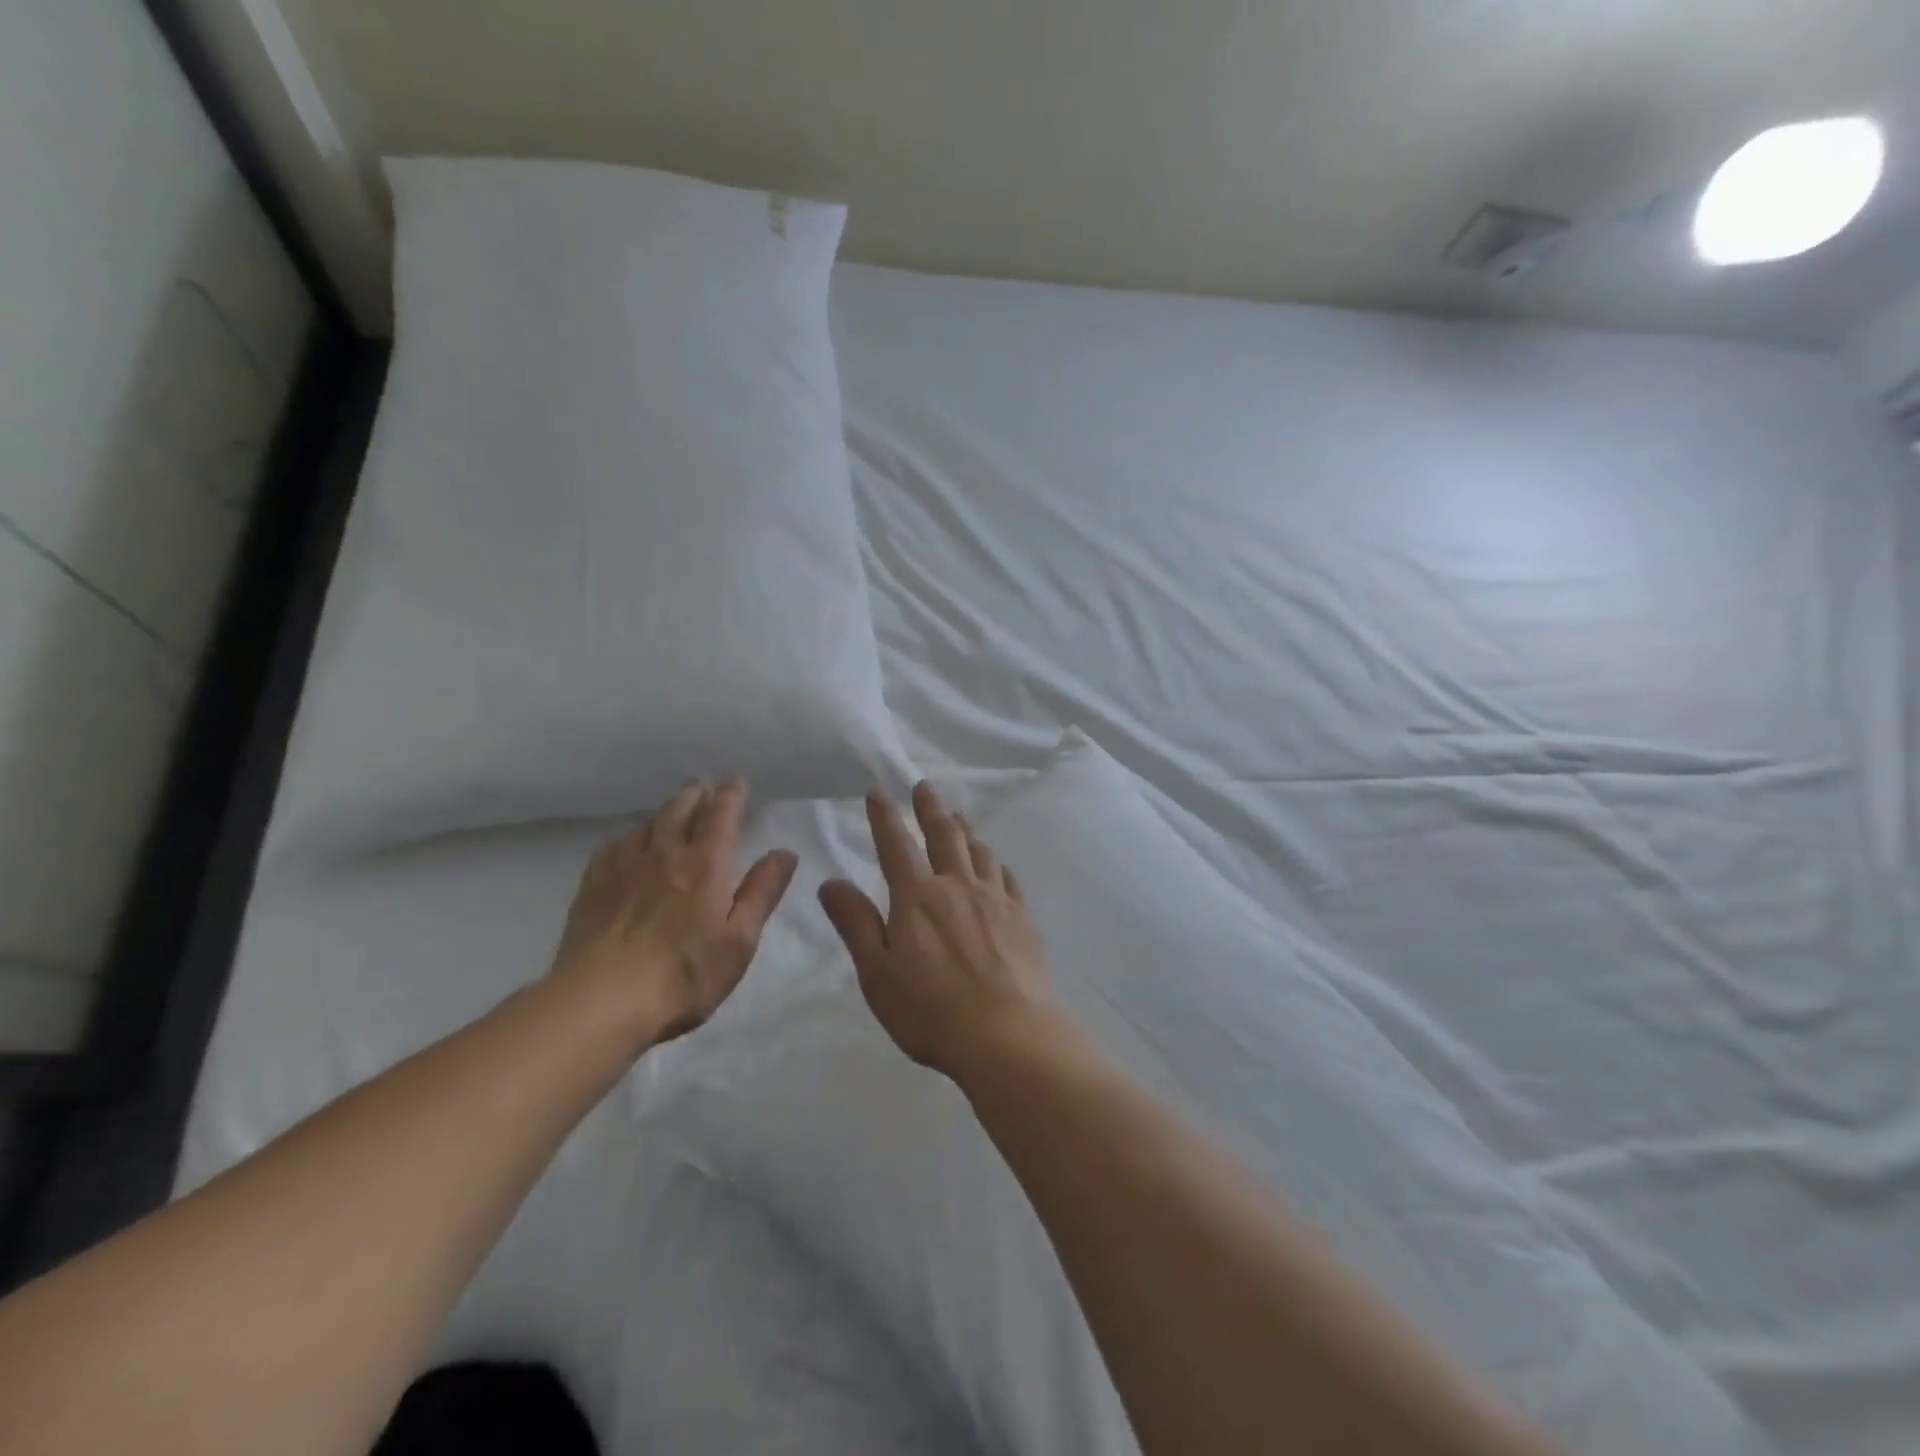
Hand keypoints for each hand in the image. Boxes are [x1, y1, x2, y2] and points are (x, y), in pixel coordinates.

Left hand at [550, 780, 798, 1050]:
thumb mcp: (740, 940)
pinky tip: (628, 845)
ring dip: (664, 812)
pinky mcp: (592, 887)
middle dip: (696, 796)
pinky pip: (613, 847)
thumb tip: (785, 852)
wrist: (600, 1002)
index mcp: (705, 864)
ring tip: (672, 812)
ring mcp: (623, 868)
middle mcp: (664, 854)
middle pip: (680, 810)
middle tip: (704, 789)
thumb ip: (762, 892)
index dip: (731, 795)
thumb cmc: (684, 974)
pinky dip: (629, 837)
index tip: (737, 781)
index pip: (721, 815)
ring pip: (646, 825)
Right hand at [819, 782, 1055, 1079]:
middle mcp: (957, 886)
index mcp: (917, 897)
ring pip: (979, 851)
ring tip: (959, 816)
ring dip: (966, 829)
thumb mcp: (878, 973)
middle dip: (930, 808)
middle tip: (925, 787)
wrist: (1007, 1034)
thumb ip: (856, 924)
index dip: (885, 816)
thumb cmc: (930, 1010)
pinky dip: (996, 863)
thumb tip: (831, 882)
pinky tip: (996, 864)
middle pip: (944, 835)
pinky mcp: (1022, 917)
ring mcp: (994, 899)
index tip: (878, 791)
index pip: (896, 845)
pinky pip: (1007, 878)